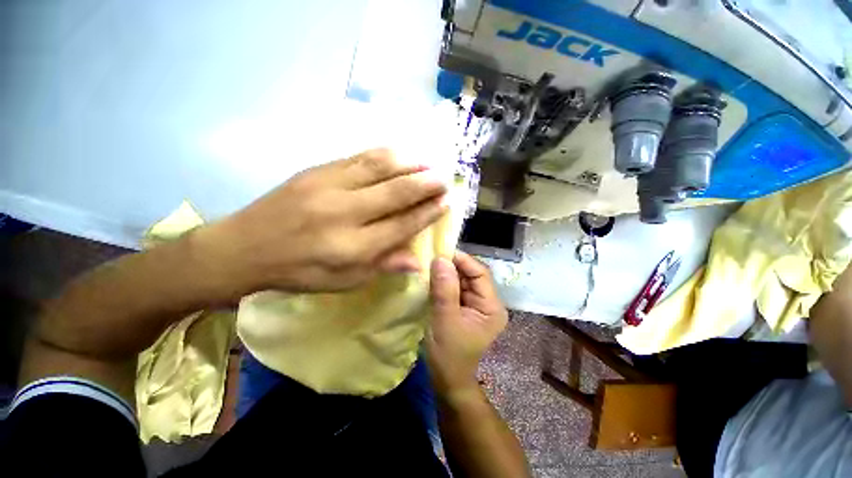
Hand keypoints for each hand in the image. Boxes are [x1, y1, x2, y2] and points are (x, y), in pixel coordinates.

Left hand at [198, 149, 447, 293]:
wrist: (245, 247)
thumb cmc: (300, 272)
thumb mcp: (344, 282)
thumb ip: (383, 266)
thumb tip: (418, 261)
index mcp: (352, 247)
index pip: (401, 225)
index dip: (427, 213)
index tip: (445, 203)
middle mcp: (344, 213)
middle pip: (396, 192)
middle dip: (426, 184)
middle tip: (445, 179)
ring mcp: (328, 186)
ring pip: (379, 167)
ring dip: (409, 163)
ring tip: (428, 163)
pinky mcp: (316, 171)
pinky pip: (358, 157)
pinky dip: (384, 154)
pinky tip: (399, 154)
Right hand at [426, 252, 507, 399]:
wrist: (446, 380)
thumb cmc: (449, 355)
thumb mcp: (445, 321)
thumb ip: (444, 290)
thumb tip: (440, 259)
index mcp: (491, 307)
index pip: (480, 274)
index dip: (462, 261)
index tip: (440, 253)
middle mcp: (487, 302)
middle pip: (471, 275)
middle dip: (452, 266)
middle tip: (431, 258)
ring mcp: (476, 305)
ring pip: (462, 280)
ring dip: (446, 273)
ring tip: (428, 266)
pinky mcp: (464, 307)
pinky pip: (455, 288)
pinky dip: (443, 282)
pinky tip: (431, 278)